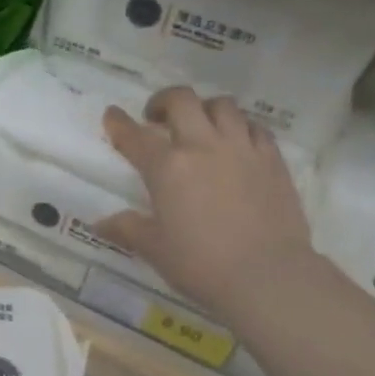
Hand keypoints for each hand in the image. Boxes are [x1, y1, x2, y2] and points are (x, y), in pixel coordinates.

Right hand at [96, 88, 315, 319]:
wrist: (266, 275)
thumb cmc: (200, 263)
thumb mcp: (154, 248)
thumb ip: (127, 229)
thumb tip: (101, 224)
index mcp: (167, 167)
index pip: (135, 136)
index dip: (119, 123)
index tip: (112, 115)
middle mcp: (203, 146)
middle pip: (182, 100)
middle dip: (164, 101)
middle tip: (157, 118)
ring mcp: (242, 149)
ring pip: (223, 106)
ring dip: (205, 109)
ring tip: (199, 126)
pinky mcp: (273, 160)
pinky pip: (255, 127)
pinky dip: (240, 127)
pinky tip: (236, 143)